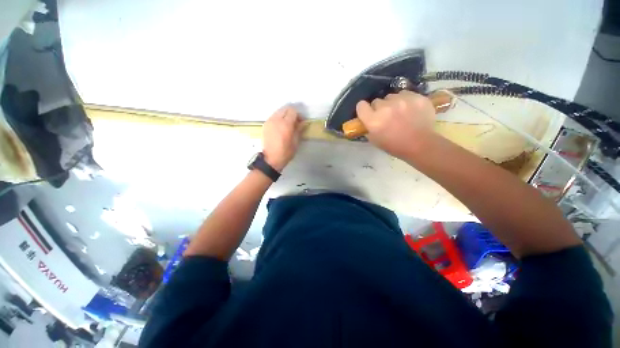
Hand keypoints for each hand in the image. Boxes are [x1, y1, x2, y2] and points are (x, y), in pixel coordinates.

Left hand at [262, 106, 303, 170]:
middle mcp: (276, 120)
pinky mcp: (265, 125)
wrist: (270, 159)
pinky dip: (278, 118)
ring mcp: (269, 121)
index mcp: (285, 124)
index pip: (293, 111)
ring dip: (284, 115)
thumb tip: (303, 122)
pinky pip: (273, 117)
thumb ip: (299, 129)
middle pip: (285, 109)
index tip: (301, 121)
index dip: (298, 115)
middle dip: (291, 113)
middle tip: (295, 122)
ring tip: (287, 125)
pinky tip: (280, 127)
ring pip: (278, 111)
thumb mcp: (295, 142)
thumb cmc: (285, 152)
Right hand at [356, 90, 435, 158]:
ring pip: (391, 96)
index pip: (361, 106)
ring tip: (400, 112)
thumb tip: (367, 120)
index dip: (363, 109)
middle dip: (379, 108)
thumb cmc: (395, 146)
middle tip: (386, 116)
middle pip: (376, 101)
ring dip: (392, 103)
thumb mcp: (375, 140)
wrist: (420, 145)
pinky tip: (410, 109)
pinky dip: (405, 100)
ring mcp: (402, 100)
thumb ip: (368, 127)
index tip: (367, 113)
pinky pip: (405, 94)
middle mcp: (385, 107)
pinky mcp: (416, 97)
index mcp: (373, 120)